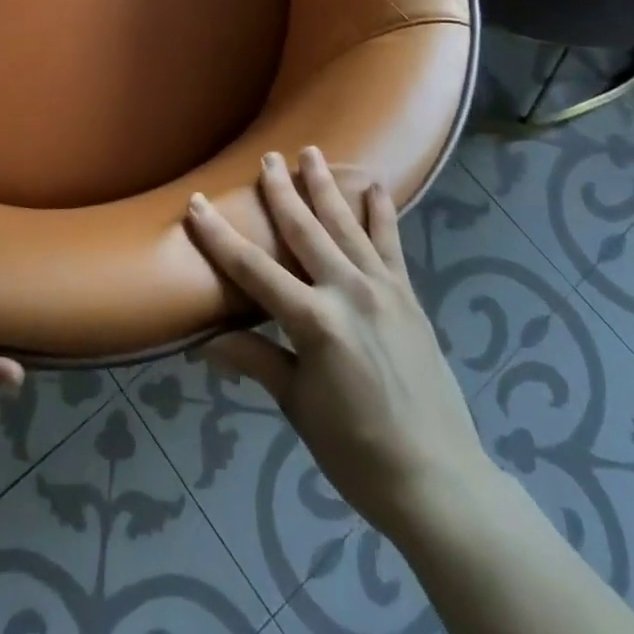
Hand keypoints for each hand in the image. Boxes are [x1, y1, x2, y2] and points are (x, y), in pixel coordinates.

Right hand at [184, 149, 491, 545]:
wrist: (438, 480)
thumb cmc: (357, 451)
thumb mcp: (298, 406)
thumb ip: (257, 360)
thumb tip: (204, 341)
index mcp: (315, 322)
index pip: (253, 270)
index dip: (219, 236)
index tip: (196, 203)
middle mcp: (348, 292)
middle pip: (305, 231)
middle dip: (281, 192)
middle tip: (267, 158)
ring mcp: (383, 290)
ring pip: (346, 226)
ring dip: (326, 187)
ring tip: (311, 153)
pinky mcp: (408, 297)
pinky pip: (392, 245)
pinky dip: (382, 214)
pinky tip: (375, 186)